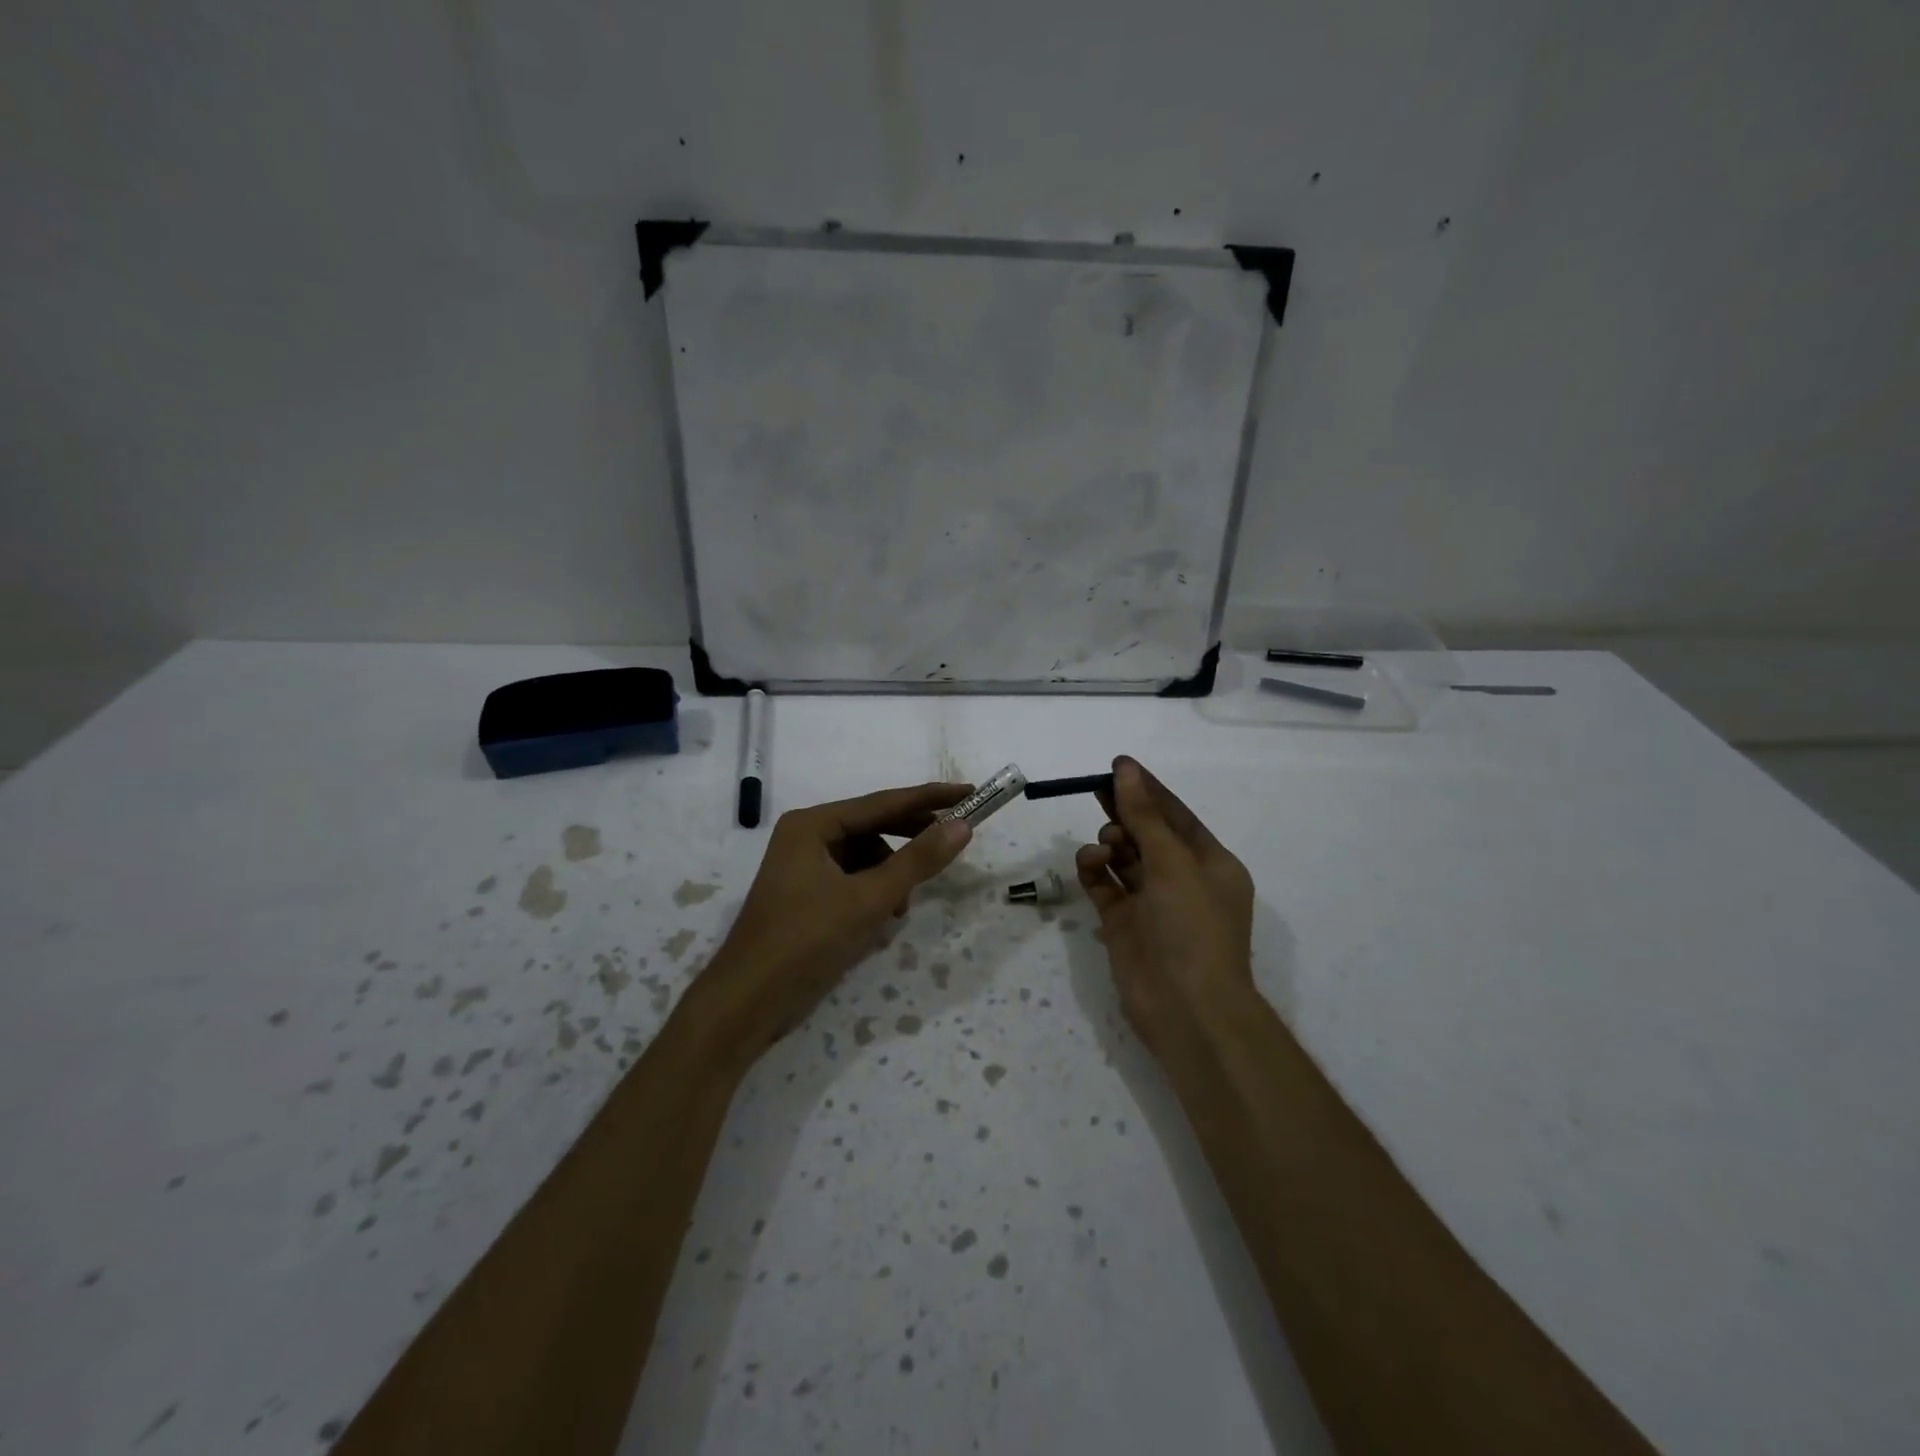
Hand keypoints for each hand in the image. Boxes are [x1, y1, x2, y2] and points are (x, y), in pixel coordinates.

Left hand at [698, 782, 973, 1059]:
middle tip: (955, 839)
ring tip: (902, 905)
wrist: (748, 1003)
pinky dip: (873, 892)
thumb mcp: (869, 899)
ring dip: (891, 874)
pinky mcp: (806, 895)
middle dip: (912, 837)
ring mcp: (803, 866)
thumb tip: (962, 825)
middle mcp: (806, 836)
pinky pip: (852, 879)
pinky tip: (882, 917)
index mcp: (813, 824)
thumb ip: (918, 860)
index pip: (883, 802)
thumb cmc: (806, 941)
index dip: (930, 799)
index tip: (969, 792)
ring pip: (865, 856)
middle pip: (873, 825)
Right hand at [1075, 756, 1255, 1055]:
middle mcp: (1181, 879)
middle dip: (1124, 812)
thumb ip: (1145, 816)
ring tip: (1104, 846)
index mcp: (1210, 863)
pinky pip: (1104, 884)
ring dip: (1110, 842)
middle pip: (1147, 833)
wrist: (1187, 1009)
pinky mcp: (1123, 922)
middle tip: (1095, 792)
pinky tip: (1090, 863)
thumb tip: (1126, 770)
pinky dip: (1095, 869)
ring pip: (1124, 857)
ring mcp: (1151, 902)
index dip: (1148, 790)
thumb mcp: (1173, 863)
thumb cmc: (1193, 927)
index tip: (1118, 765)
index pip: (1176, 815)